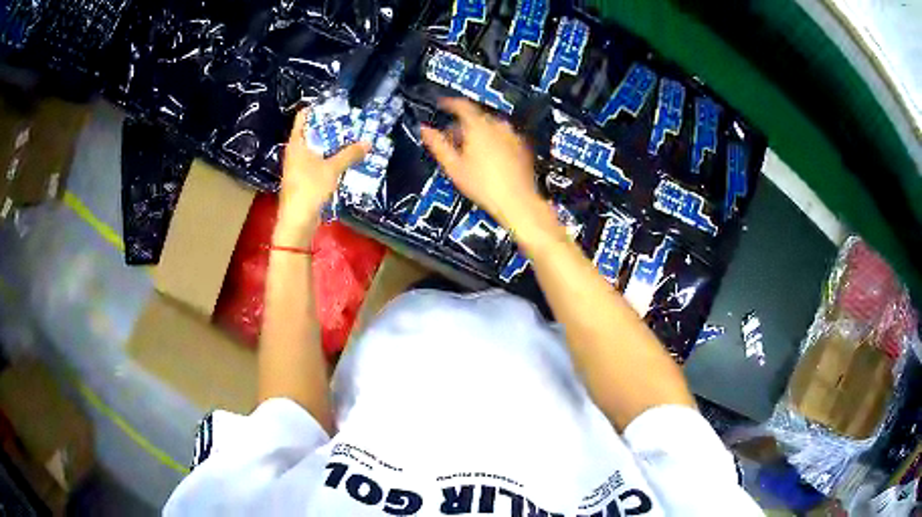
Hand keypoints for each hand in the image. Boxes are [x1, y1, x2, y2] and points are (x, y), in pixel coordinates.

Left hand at [276, 108, 368, 244]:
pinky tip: (344, 159)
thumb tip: (368, 142)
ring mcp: (298, 166)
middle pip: (312, 132)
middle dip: (330, 126)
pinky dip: (329, 158)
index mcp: (296, 143)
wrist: (297, 221)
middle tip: (350, 120)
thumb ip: (350, 154)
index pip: (303, 117)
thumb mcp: (332, 169)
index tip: (336, 104)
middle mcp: (295, 151)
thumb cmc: (309, 188)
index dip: (318, 108)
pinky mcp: (303, 179)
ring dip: (331, 144)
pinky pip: (317, 162)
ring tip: (351, 137)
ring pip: (316, 148)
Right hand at [420, 98, 558, 245]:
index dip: (448, 103)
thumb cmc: (484, 186)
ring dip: (477, 134)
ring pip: (490, 127)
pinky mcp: (523, 146)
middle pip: (475, 117)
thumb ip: (438, 144)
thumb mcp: (453, 166)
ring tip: (469, 153)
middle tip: (452, 139)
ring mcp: (513, 135)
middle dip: (462, 125)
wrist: (517, 202)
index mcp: (479, 125)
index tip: (441, 105)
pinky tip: (487, 159)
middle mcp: (498, 125)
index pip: (461, 105)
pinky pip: (503, 137)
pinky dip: (493, 141)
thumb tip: (425, 130)